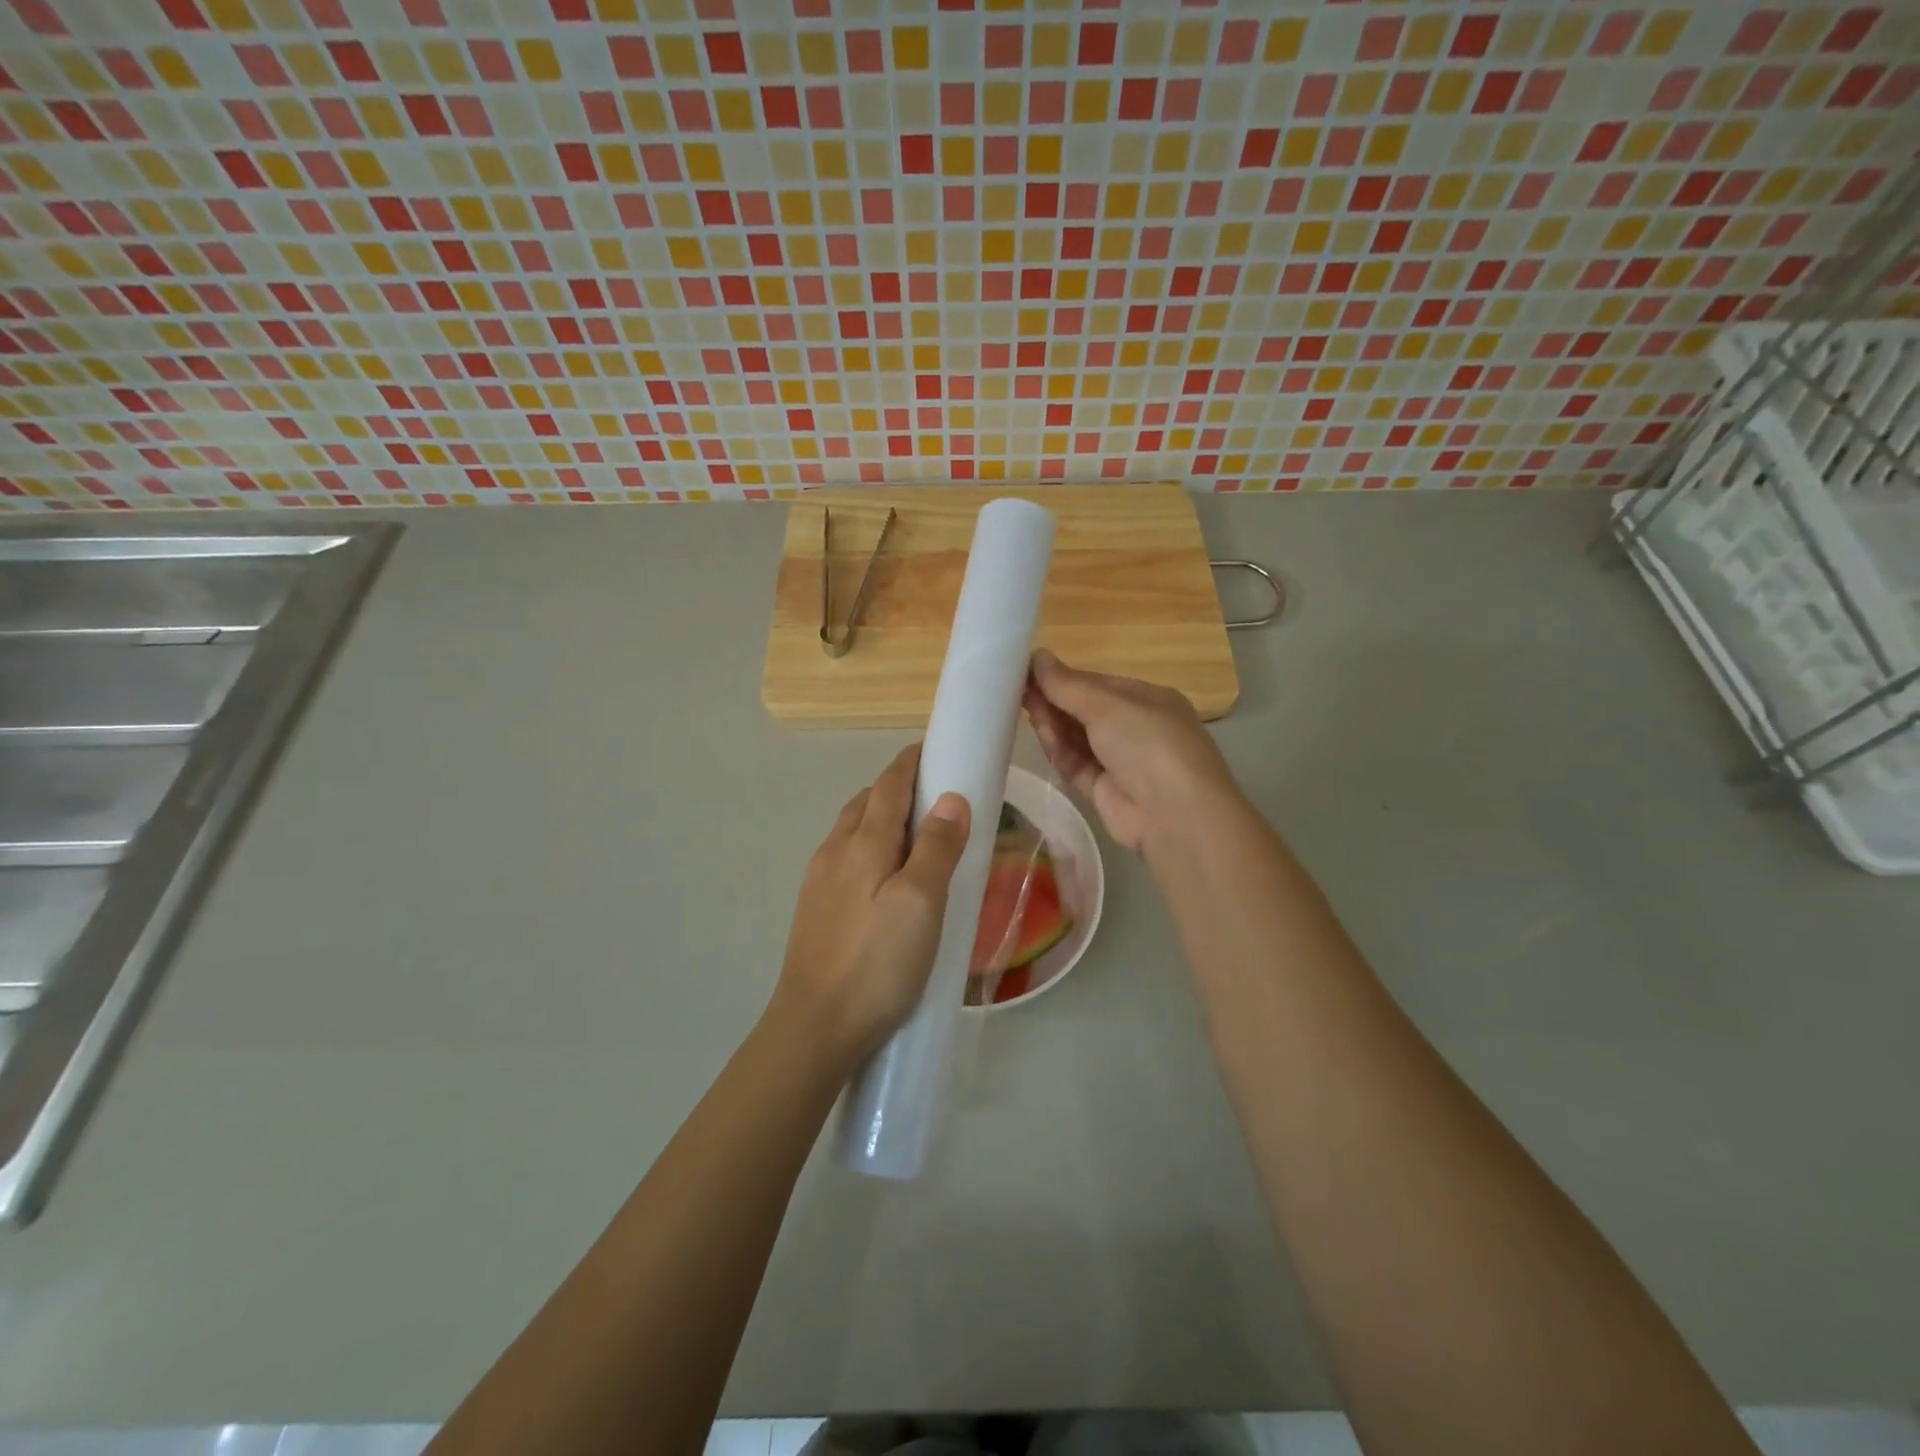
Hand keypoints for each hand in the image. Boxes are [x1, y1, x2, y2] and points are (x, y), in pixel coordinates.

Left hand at [773, 744, 970, 1068]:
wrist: (814, 1027)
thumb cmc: (876, 963)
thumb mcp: (921, 903)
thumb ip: (936, 847)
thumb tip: (951, 797)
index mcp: (863, 843)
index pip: (889, 784)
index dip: (911, 762)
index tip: (935, 748)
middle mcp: (834, 851)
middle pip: (867, 802)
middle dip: (898, 788)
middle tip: (937, 797)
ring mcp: (819, 880)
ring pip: (852, 830)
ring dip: (881, 818)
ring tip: (916, 837)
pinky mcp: (814, 908)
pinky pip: (845, 858)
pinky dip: (869, 848)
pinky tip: (885, 879)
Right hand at [1023, 650, 1244, 855]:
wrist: (1175, 816)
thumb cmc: (1149, 744)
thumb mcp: (1109, 705)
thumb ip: (1068, 684)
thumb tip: (1037, 655)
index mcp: (1149, 700)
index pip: (1099, 683)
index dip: (1064, 677)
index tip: (1028, 669)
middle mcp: (1137, 729)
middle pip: (1086, 710)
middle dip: (1055, 699)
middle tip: (1015, 687)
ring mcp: (1121, 762)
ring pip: (1078, 738)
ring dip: (1053, 723)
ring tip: (1021, 706)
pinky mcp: (1105, 791)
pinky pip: (1076, 765)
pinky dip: (1058, 750)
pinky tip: (1040, 734)